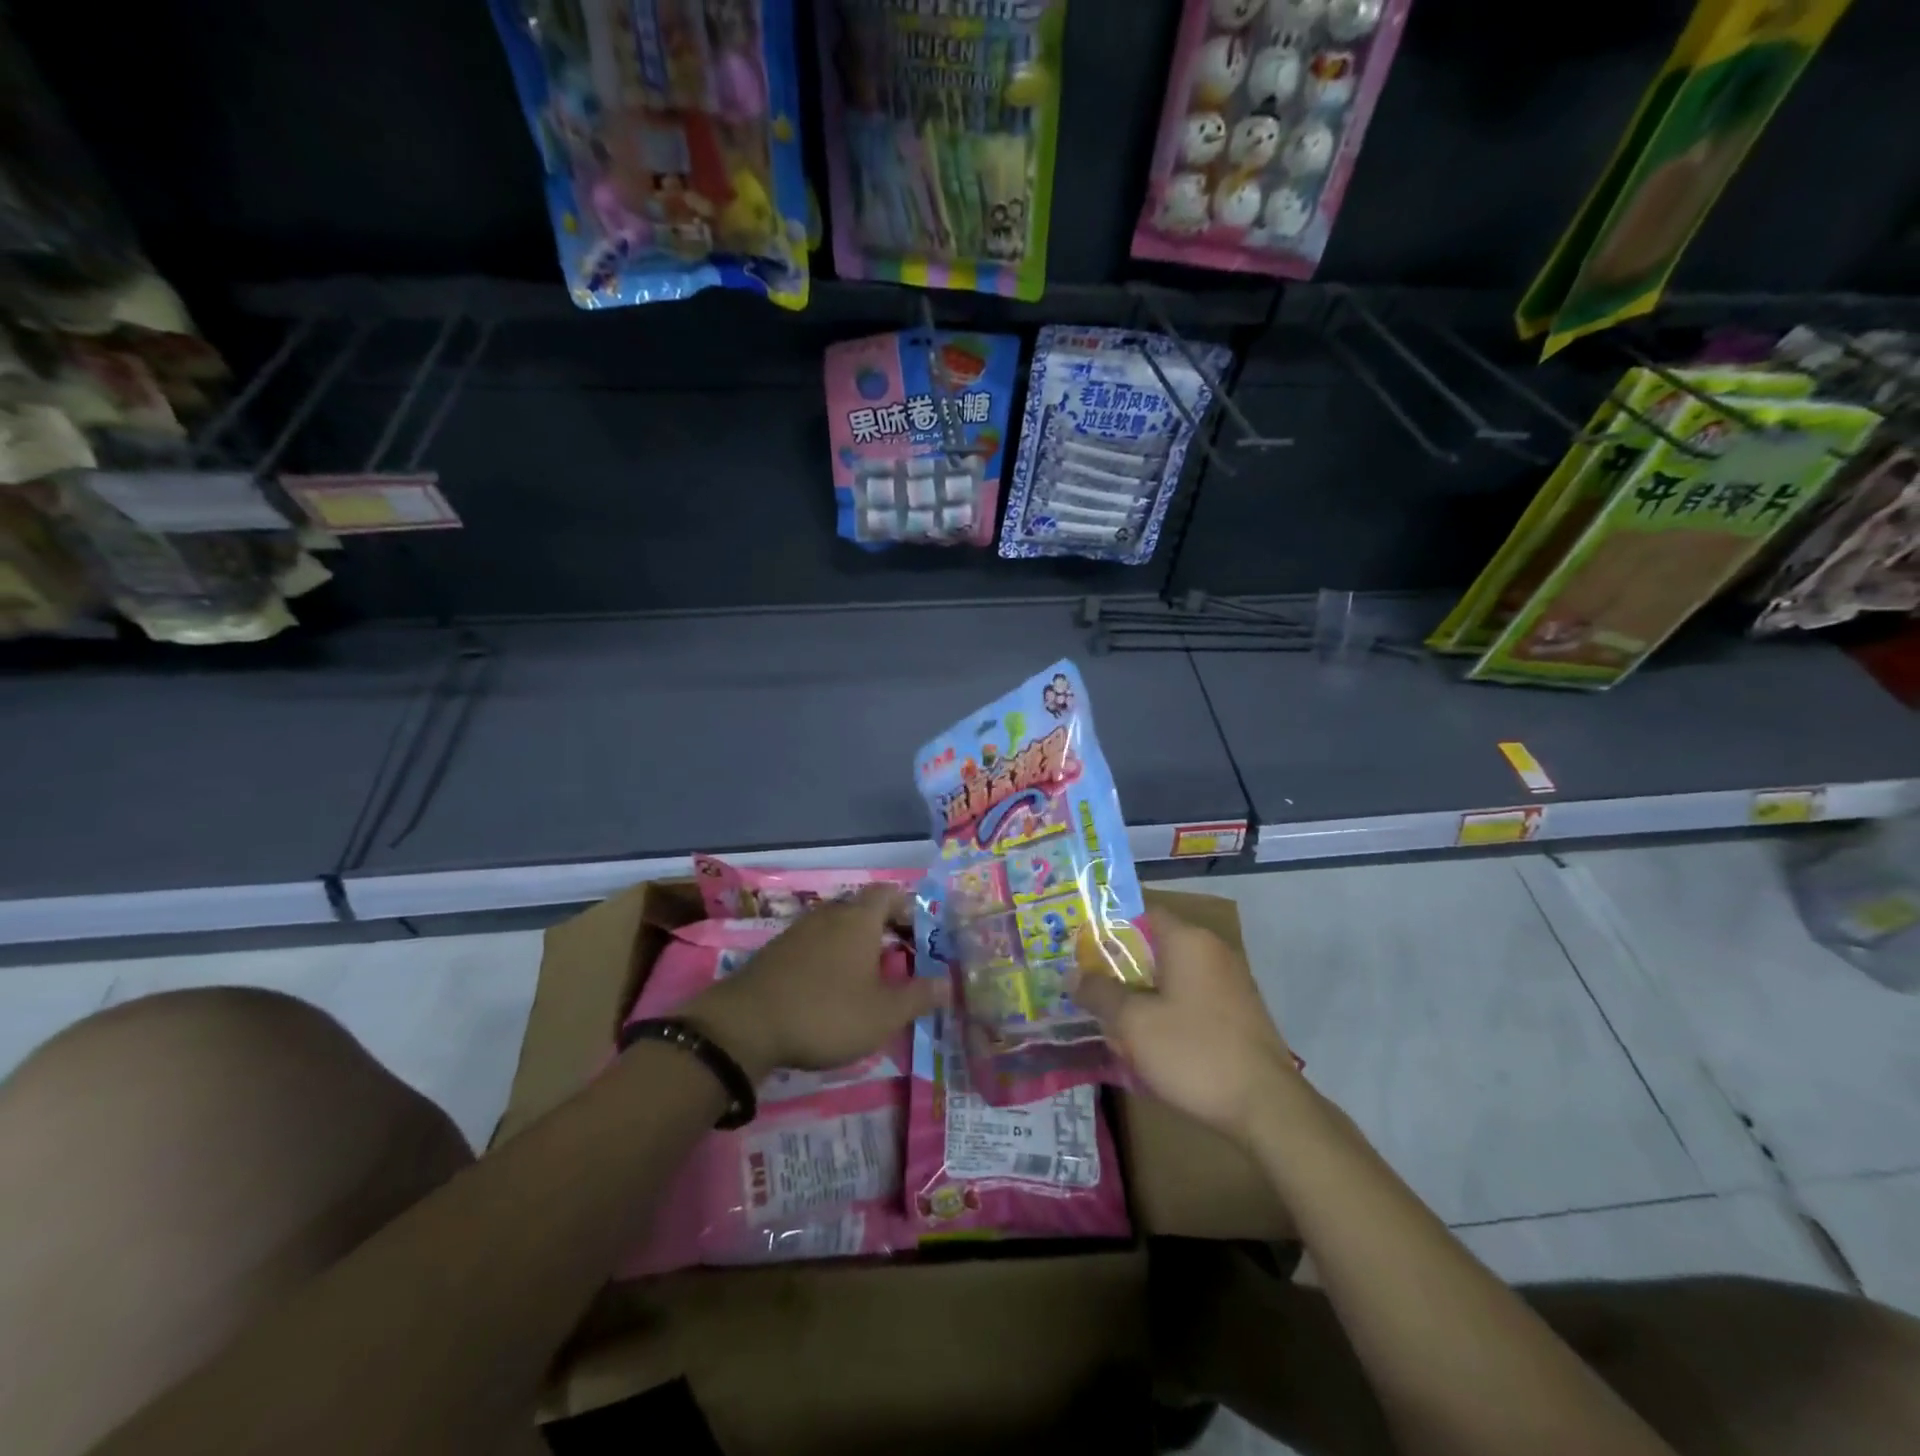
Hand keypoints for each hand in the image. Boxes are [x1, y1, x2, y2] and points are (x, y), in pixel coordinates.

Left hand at [683, 887, 947, 1080]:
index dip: (910, 909)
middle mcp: (829, 915)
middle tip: (901, 961)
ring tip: (869, 979)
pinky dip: (830, 959)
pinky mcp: (776, 952)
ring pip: (837, 927)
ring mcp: (798, 931)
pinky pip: (815, 944)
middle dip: (885, 930)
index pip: (890, 893)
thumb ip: (919, 996)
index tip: (922, 936)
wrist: (744, 1026)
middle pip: (864, 909)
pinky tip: (831, 990)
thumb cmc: (825, 1013)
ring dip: (856, 946)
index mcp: (859, 919)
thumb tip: (948, 982)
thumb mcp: (883, 1013)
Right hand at [1069, 905, 1300, 1145]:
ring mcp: (1231, 983)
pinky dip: (1168, 1012)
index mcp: (1188, 940)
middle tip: (1089, 988)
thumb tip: (1073, 974)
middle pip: (1155, 946)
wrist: (1267, 1108)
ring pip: (1173, 977)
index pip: (1142, 913)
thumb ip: (1100, 992)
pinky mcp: (1239, 1014)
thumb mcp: (1133, 1022)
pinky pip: (1192, 1000)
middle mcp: (1213, 951)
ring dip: (1143, 994)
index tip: (1082, 948)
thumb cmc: (1193, 1052)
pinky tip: (1149, 1043)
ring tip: (1112, 1022)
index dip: (1109, 927)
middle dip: (1121, 967)